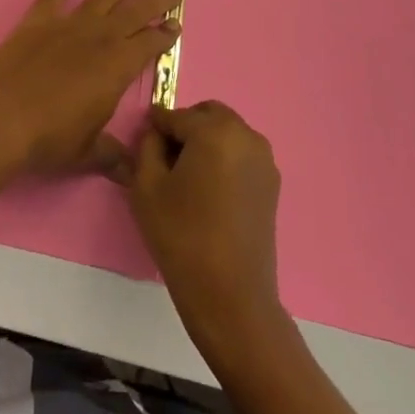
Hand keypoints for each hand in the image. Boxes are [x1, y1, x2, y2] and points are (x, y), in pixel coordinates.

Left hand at [0, 0, 178, 226]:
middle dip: (156, 2)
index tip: (175, 26)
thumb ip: (113, 156)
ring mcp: (69, 23)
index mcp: (118, 66)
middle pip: (135, 11)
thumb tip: (133, 172)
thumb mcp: (88, 153)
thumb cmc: (50, 137)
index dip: (165, 34)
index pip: (150, 43)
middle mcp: (100, 37)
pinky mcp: (39, 19)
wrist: (2, 116)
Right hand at [126, 101, 288, 356]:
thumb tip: (156, 133)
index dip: (155, 128)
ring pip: (225, 132)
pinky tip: (209, 193)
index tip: (142, 144)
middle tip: (166, 161)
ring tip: (188, 179)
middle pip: (206, 115)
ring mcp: (264, 158)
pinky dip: (223, 159)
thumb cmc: (183, 238)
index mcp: (215, 130)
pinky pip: (240, 154)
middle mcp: (245, 134)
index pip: (175, 116)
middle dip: (185, 129)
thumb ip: (146, 146)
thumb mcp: (146, 187)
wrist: (231, 298)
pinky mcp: (272, 183)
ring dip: (206, 142)